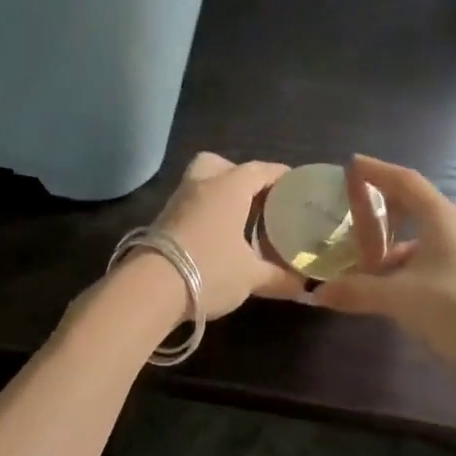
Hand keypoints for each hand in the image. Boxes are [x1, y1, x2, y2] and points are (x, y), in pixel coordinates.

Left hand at [152, 152, 304, 318]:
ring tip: (238, 225)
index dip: (280, 176)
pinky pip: (189, 208)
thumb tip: (305, 285)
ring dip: (218, 198)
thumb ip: (280, 277)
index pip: (260, 170)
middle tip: (256, 201)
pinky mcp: (160, 224)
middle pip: (221, 165)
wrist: (150, 289)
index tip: (295, 187)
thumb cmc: (210, 271)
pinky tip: (215, 240)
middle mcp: (201, 185)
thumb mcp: (251, 277)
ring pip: (200, 185)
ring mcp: (176, 203)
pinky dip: (203, 216)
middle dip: (239, 176)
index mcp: (228, 187)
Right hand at [315, 154, 455, 368]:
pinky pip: (424, 261)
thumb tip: (317, 293)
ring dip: (389, 241)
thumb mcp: (400, 299)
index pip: (406, 182)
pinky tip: (384, 286)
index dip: (378, 171)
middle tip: (348, 212)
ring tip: (359, 255)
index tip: (351, 165)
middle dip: (380, 206)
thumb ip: (357, 292)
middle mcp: (454, 230)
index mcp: (442, 220)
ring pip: (418, 237)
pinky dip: (400, 266)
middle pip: (413, 206)